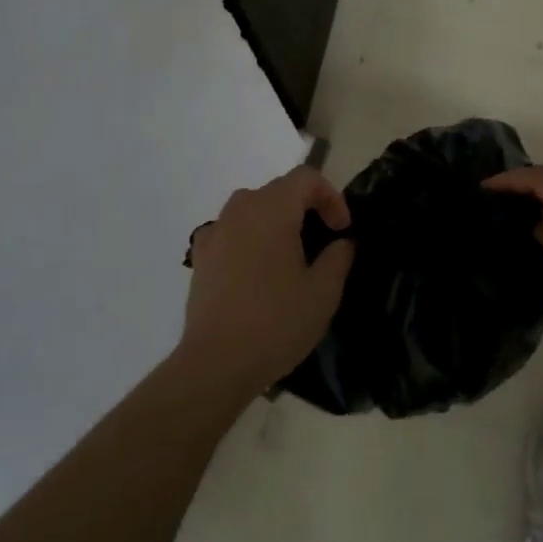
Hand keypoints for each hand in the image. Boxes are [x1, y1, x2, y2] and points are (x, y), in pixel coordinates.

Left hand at [181, 166, 353, 403]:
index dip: (331, 196)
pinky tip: (257, 271)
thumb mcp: (323, 292)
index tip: (341, 230)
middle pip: (279, 190)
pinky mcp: (201, 256)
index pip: (306, 178)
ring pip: (253, 209)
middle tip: (323, 242)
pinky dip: (250, 239)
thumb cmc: (276, 322)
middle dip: (306, 208)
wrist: (215, 364)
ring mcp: (216, 232)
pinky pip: (232, 232)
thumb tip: (341, 241)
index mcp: (272, 209)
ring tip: (291, 256)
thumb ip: (339, 257)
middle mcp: (240, 210)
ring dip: (277, 221)